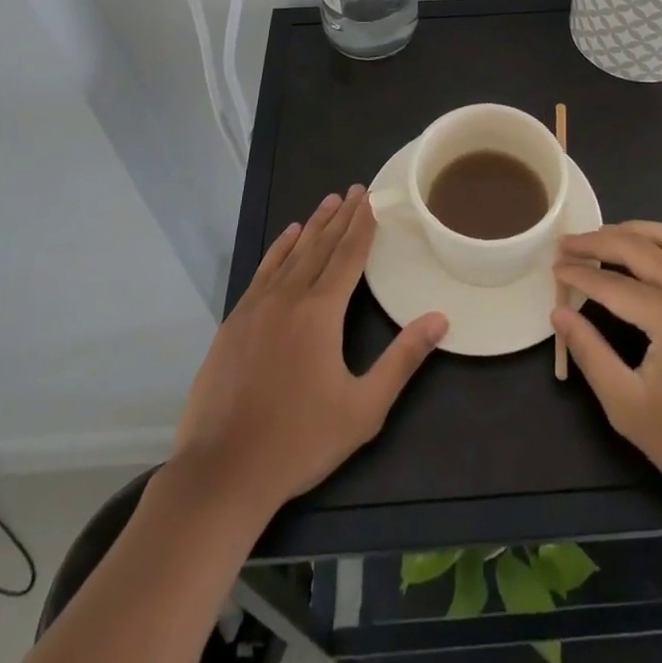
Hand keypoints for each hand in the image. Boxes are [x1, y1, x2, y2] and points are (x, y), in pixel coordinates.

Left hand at [172, 186, 448, 516]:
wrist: (222, 473)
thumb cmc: (299, 442)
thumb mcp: (363, 408)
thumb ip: (402, 360)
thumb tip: (440, 319)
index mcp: (320, 312)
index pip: (347, 256)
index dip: (361, 226)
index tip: (370, 198)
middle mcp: (288, 298)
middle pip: (320, 247)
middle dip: (340, 217)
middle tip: (354, 190)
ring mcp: (256, 308)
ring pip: (290, 254)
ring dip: (312, 227)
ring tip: (327, 202)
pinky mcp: (234, 323)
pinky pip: (263, 272)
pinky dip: (278, 250)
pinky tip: (287, 238)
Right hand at [553, 222, 661, 523]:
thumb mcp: (628, 407)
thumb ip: (590, 353)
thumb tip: (559, 315)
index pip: (612, 284)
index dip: (578, 274)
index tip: (552, 268)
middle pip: (638, 248)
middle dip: (597, 242)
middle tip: (566, 244)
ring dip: (632, 232)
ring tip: (601, 239)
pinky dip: (659, 243)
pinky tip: (643, 256)